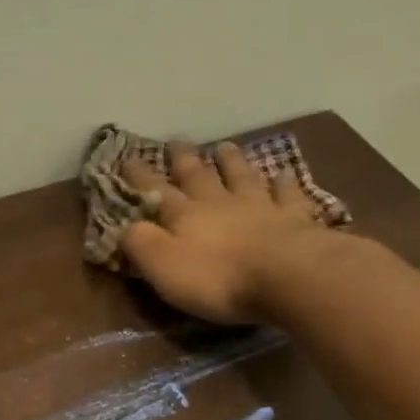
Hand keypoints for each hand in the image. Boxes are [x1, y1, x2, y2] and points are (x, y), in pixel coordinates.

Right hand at [122, 141, 325, 323]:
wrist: (287, 276)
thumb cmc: (216, 278)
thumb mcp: (162, 266)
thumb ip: (140, 243)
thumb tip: (125, 226)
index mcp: (184, 216)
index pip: (155, 192)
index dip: (140, 177)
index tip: (128, 157)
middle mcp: (219, 203)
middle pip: (199, 176)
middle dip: (184, 159)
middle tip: (177, 141)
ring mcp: (260, 206)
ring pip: (241, 176)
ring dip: (231, 161)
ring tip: (224, 146)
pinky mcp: (294, 217)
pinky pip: (287, 194)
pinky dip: (283, 182)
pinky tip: (283, 173)